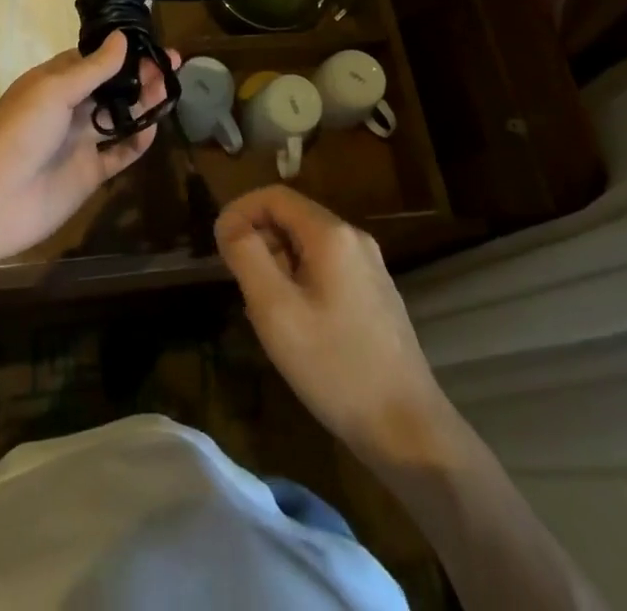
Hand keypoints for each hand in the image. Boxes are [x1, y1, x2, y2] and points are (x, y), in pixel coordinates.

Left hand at [0, 34, 172, 262]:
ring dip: (144, 102)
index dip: (121, 51)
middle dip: (140, 74)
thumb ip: (93, 68)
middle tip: (173, 63)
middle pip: (111, 87)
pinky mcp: (90, 172)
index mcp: (54, 82)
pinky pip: (120, 152)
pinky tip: (155, 127)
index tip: (151, 41)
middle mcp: (69, 108)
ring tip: (171, 89)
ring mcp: (80, 141)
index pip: (93, 59)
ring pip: (120, 116)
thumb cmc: (20, 133)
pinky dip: (138, 141)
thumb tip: (122, 37)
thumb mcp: (54, 91)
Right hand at [217, 186, 459, 469]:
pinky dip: (300, 282)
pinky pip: (326, 269)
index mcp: (331, 234)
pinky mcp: (376, 294)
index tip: (218, 245)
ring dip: (278, 265)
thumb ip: (247, 256)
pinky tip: (297, 327)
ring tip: (265, 313)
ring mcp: (370, 267)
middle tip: (241, 287)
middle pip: (293, 218)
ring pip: (308, 246)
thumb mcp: (275, 310)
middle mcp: (354, 239)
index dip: (240, 211)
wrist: (408, 429)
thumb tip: (229, 222)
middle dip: (259, 241)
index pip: (275, 196)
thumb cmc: (334, 366)